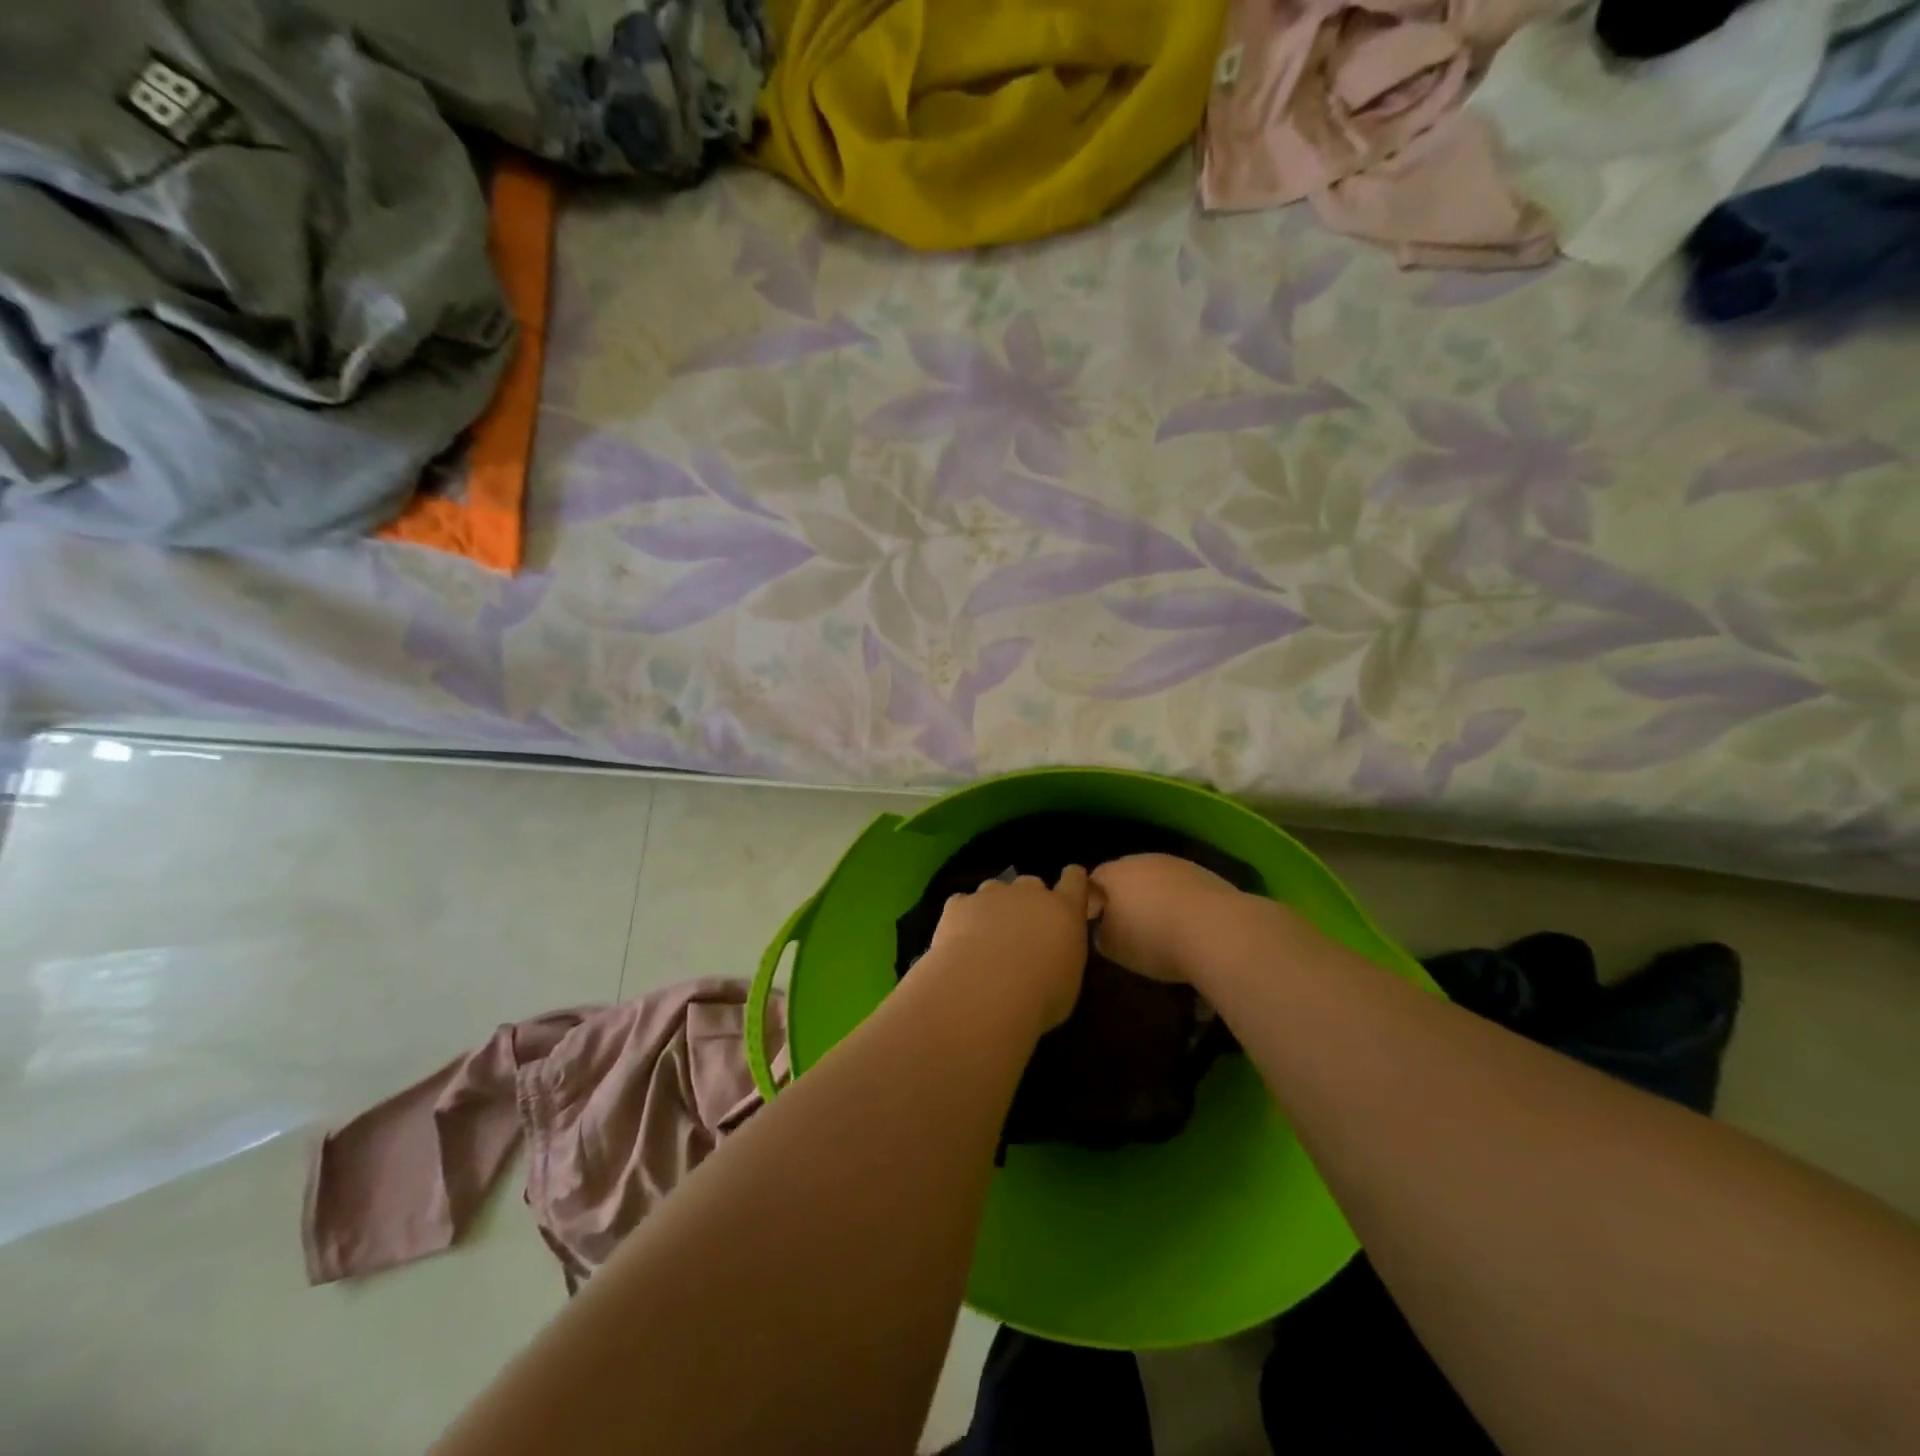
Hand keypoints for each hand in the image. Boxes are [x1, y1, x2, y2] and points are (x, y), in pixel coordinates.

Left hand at [926, 866, 1095, 1029]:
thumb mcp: (1067, 981)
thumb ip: (1062, 954)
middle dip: (1028, 902)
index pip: (1074, 878)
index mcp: (1064, 910)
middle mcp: (1029, 893)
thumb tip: (1053, 953)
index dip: (1071, 882)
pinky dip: (963, 918)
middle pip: (1031, 884)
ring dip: (995, 907)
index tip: (1068, 891)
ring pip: (995, 890)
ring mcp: (991, 894)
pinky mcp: (959, 904)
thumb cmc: (1039, 996)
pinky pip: (963, 904)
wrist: (983, 992)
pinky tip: (959, 943)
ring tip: (987, 939)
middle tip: (1022, 933)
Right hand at [1088, 854, 1258, 983]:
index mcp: (1115, 873)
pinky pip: (1183, 890)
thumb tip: (1105, 929)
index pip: (1093, 880)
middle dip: (1125, 897)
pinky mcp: (1207, 876)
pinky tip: (1187, 927)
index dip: (1091, 900)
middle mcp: (1144, 860)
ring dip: (1155, 899)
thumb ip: (1102, 934)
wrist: (1217, 930)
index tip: (1094, 921)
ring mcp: (1178, 865)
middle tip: (1126, 925)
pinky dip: (1181, 905)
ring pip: (1158, 881)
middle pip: (1127, 876)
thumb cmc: (1153, 938)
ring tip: (1160, 929)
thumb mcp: (1114, 947)